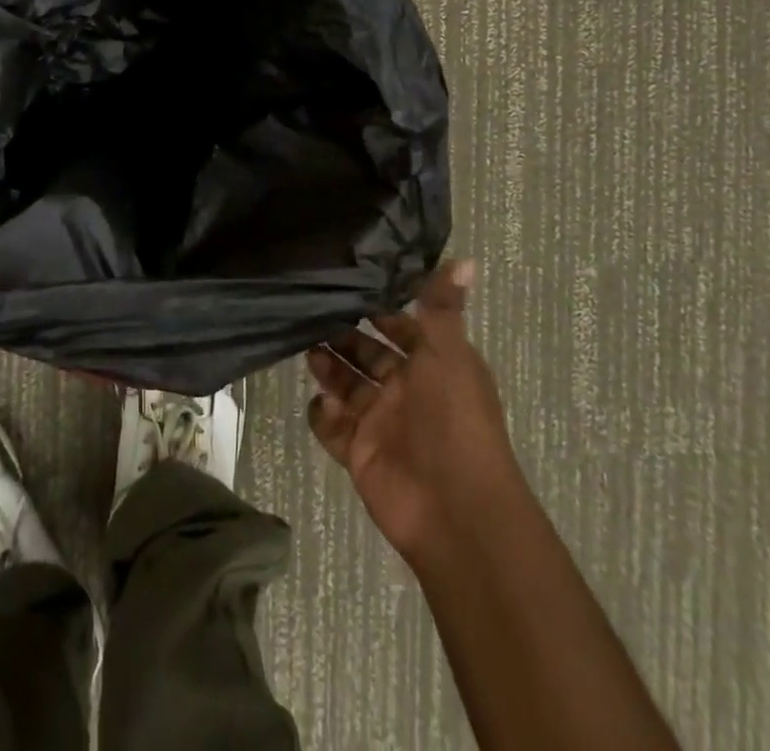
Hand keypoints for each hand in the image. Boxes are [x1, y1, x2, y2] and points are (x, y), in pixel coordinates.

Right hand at [306, 260, 518, 570]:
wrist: (455, 511)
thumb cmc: (455, 421)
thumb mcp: (449, 354)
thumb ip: (442, 307)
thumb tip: (465, 258)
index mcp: (433, 365)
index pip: (399, 327)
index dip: (376, 308)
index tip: (344, 280)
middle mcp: (406, 390)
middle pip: (366, 354)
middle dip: (342, 334)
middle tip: (308, 309)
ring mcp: (381, 422)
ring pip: (347, 385)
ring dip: (327, 367)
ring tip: (304, 345)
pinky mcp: (359, 453)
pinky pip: (332, 427)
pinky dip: (322, 414)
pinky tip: (318, 401)